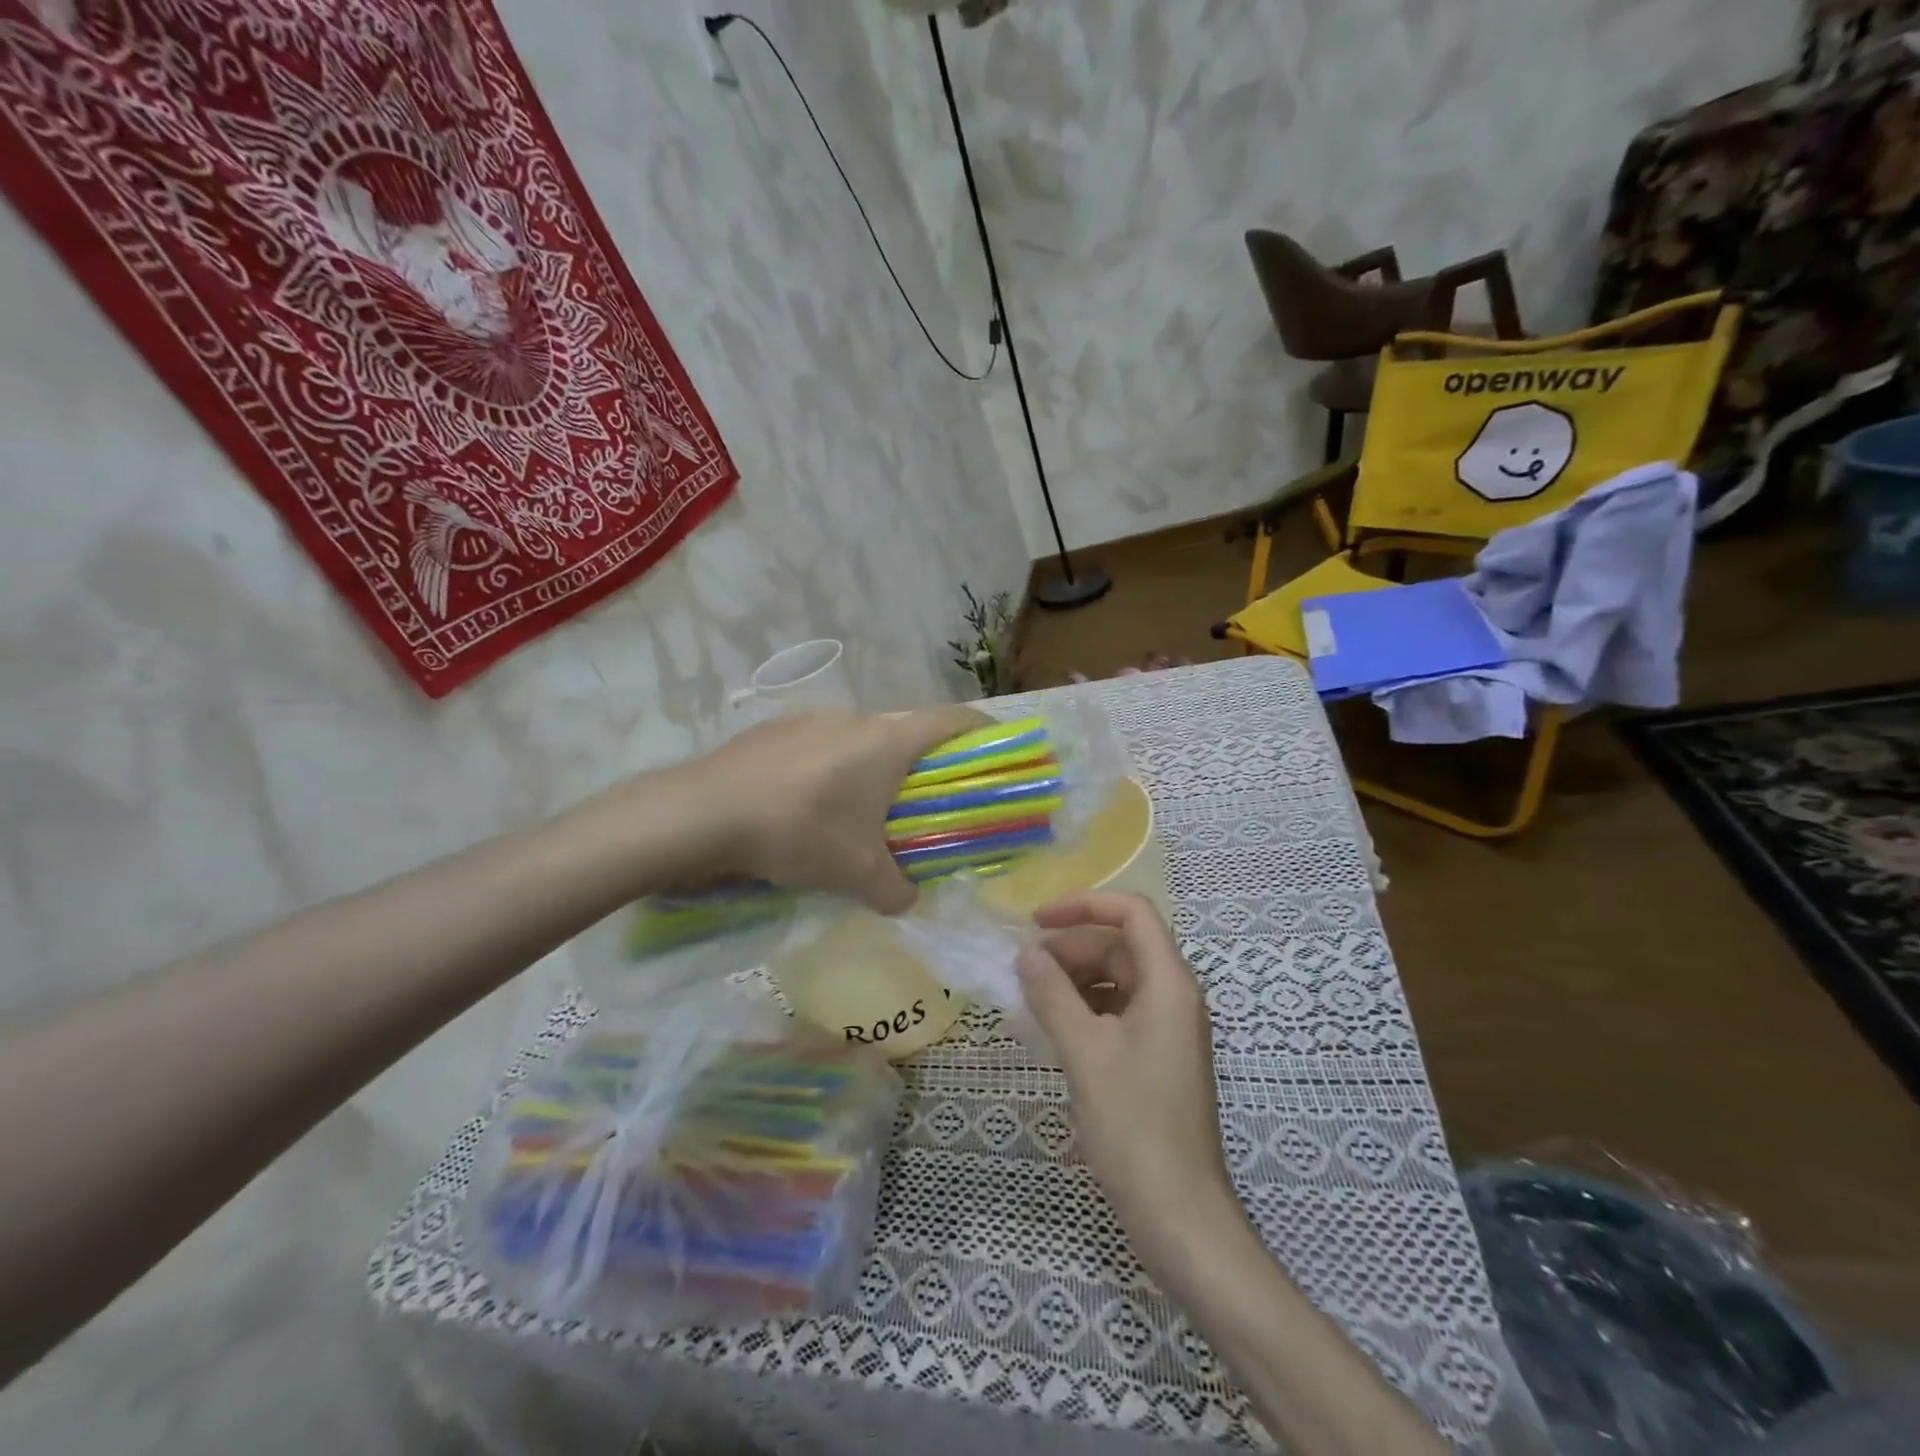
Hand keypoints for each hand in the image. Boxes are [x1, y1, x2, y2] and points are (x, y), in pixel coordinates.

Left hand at [692, 706, 988, 913]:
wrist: (703, 813)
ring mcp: (810, 719)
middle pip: (905, 732)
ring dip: (870, 769)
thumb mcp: (856, 873)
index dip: (981, 729)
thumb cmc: (800, 832)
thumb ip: (895, 890)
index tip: (995, 747)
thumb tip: (909, 901)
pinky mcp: (774, 731)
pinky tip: (805, 807)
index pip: (952, 719)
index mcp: (888, 741)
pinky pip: (819, 746)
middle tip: (920, 803)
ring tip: (856, 812)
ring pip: (858, 740)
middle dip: (920, 765)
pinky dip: (828, 771)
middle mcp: (854, 718)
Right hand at [1016, 891, 1242, 1259]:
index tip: (1036, 921)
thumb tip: (1026, 954)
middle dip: (1070, 948)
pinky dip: (1083, 1007)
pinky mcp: (1155, 1056)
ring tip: (1030, 997)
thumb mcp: (1085, 1053)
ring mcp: (1166, 1028)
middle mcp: (1174, 995)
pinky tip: (1052, 1026)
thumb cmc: (1135, 1126)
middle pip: (1120, 945)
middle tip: (1023, 971)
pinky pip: (1116, 1010)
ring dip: (1073, 978)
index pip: (1132, 913)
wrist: (1179, 1215)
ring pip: (1115, 978)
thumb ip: (1052, 995)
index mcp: (1169, 983)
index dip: (1084, 904)